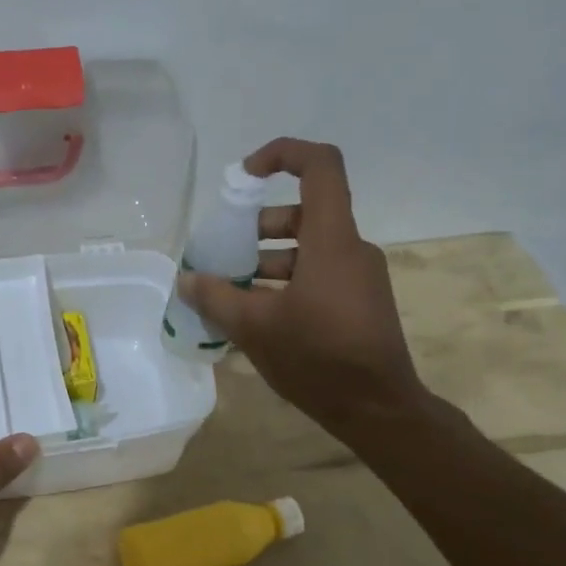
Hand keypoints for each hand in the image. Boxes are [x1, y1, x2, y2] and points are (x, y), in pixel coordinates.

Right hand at [179, 138, 433, 436]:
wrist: (379, 410)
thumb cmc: (319, 359)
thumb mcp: (255, 327)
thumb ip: (216, 298)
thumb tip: (186, 281)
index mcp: (332, 240)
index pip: (319, 166)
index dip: (281, 155)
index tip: (243, 177)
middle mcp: (350, 248)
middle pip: (302, 212)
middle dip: (256, 227)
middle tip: (223, 253)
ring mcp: (358, 276)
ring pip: (307, 248)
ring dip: (265, 261)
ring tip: (230, 292)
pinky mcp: (358, 301)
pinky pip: (317, 275)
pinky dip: (284, 283)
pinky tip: (255, 316)